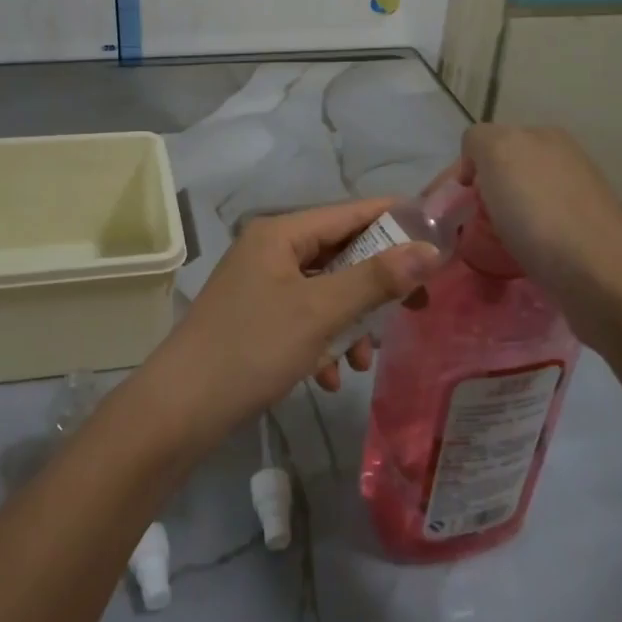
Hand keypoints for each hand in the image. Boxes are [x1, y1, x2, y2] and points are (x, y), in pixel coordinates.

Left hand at [134, 199, 440, 452]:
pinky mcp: (258, 320)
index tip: (440, 239)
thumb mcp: (320, 312)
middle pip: (341, 254)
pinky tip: (328, 377)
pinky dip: (323, 343)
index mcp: (281, 233)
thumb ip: (376, 279)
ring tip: (361, 359)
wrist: (181, 409)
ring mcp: (262, 286)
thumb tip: (430, 250)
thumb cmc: (252, 349)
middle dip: (376, 287)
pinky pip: (306, 320)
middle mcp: (271, 250)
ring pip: (327, 292)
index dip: (396, 221)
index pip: (351, 212)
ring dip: (351, 323)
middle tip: (415, 309)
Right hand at [445, 125, 621, 337]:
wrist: (600, 278)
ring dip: (497, 224)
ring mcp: (577, 200)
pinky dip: (519, 245)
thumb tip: (477, 166)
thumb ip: (479, 141)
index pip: (484, 145)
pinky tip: (515, 261)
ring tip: (486, 250)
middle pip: (501, 175)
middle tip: (461, 230)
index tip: (446, 208)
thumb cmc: (540, 213)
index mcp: (544, 136)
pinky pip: (536, 233)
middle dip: (478, 199)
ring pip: (518, 205)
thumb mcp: (498, 152)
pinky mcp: (583, 238)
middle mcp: (564, 161)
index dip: (461, 174)